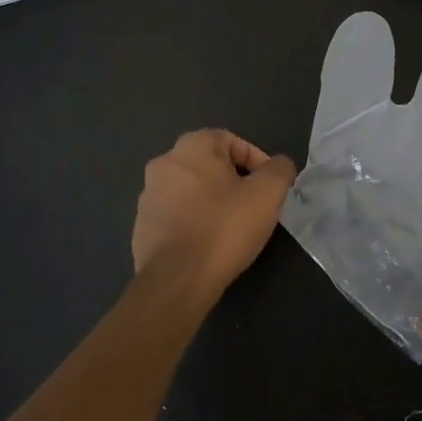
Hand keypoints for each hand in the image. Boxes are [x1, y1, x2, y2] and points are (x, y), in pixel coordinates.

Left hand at [132, 130, 296, 297]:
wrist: (176, 279)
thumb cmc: (224, 227)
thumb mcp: (268, 194)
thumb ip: (279, 170)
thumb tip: (278, 165)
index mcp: (191, 147)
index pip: (231, 141)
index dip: (256, 161)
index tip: (270, 187)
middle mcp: (164, 164)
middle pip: (209, 165)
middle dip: (234, 182)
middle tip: (254, 206)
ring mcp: (148, 196)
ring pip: (191, 191)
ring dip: (212, 202)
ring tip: (232, 228)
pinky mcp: (142, 226)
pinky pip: (176, 216)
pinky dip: (194, 223)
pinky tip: (209, 244)